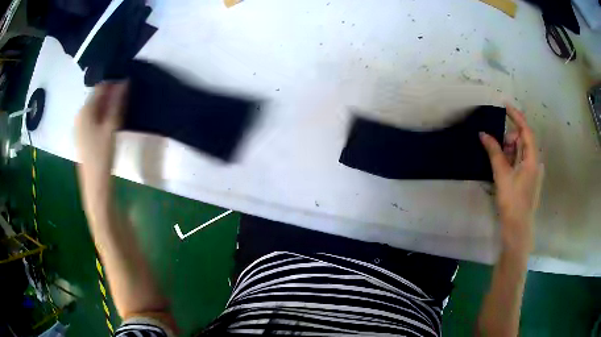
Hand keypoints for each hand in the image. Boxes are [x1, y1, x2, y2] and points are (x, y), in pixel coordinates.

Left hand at [75, 81, 127, 199]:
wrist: (94, 184)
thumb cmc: (102, 155)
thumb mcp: (112, 126)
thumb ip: (117, 103)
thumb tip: (125, 82)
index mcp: (85, 110)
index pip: (100, 88)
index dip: (114, 84)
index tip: (127, 85)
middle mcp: (80, 115)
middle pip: (96, 98)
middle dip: (110, 95)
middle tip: (125, 98)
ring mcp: (79, 127)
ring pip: (94, 109)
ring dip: (107, 106)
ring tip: (120, 110)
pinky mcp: (81, 136)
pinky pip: (92, 119)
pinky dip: (101, 116)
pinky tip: (110, 123)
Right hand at [480, 105, 542, 255]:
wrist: (518, 229)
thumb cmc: (512, 202)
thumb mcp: (502, 176)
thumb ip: (494, 152)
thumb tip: (483, 134)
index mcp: (533, 159)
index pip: (526, 131)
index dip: (516, 116)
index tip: (504, 106)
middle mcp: (535, 163)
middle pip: (523, 141)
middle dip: (509, 138)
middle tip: (495, 143)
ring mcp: (532, 172)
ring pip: (520, 152)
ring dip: (509, 150)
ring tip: (496, 158)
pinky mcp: (528, 180)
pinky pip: (520, 162)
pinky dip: (511, 159)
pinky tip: (502, 165)